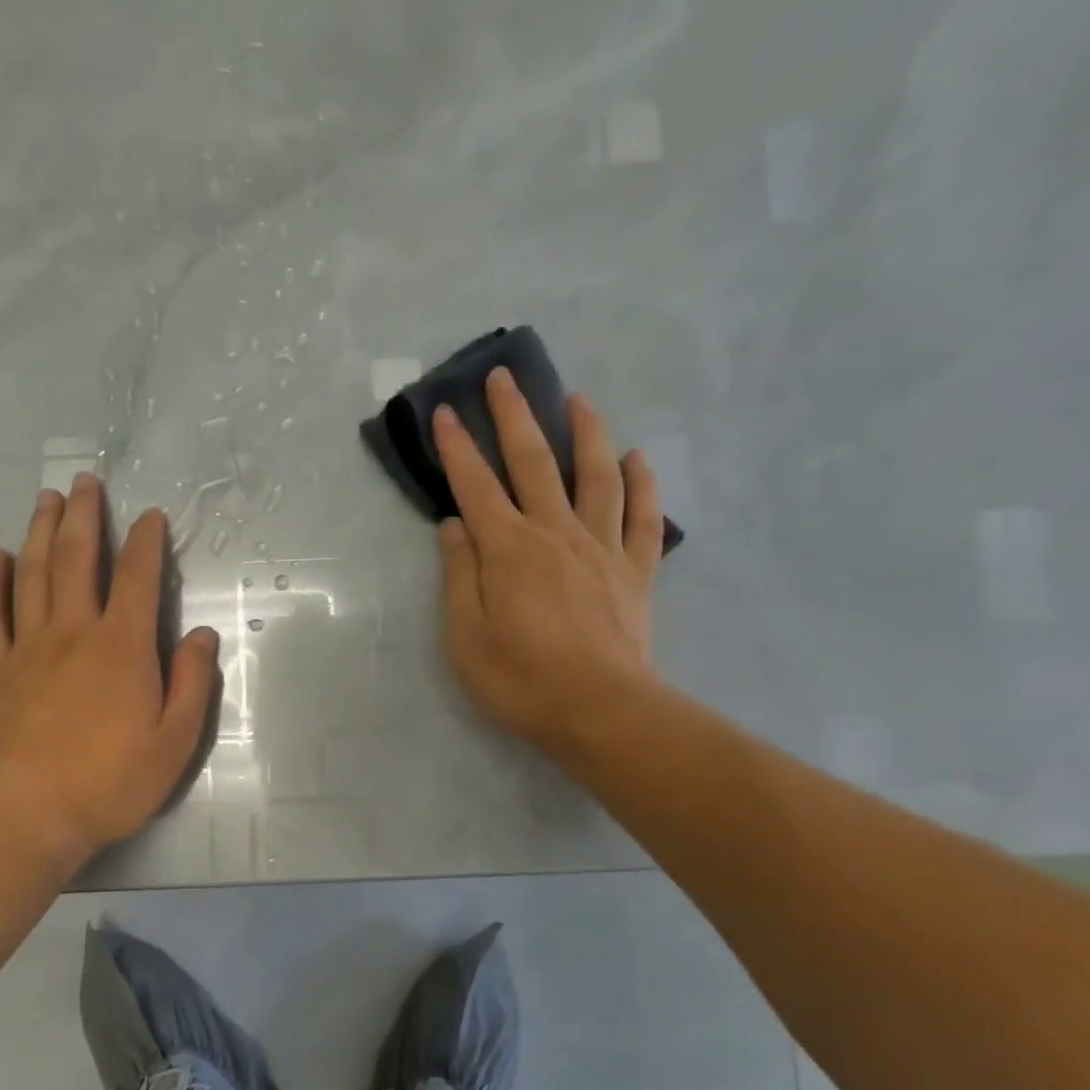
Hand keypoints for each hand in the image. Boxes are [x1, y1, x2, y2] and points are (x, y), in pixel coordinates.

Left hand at [0, 474, 220, 869]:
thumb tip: (202, 635)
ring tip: (48, 499)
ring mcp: (28, 648)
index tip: (151, 516)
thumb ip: (192, 683)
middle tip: (88, 481)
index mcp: (122, 646)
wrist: (28, 817)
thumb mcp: (175, 741)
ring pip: (34, 574)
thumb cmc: (111, 782)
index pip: (139, 578)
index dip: (147, 542)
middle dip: (86, 516)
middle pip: (79, 559)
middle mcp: (74, 632)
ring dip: (42, 531)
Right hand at [434, 367, 664, 764]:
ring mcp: (601, 548)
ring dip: (586, 433)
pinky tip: (639, 459)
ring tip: (579, 400)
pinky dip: (643, 484)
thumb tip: (455, 525)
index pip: (475, 486)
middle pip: (535, 462)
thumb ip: (460, 575)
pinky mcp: (636, 571)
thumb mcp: (466, 636)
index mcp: (508, 549)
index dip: (458, 447)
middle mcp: (555, 533)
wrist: (602, 712)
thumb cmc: (521, 680)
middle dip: (516, 416)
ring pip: (596, 475)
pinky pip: (642, 517)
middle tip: (505, 377)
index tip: (446, 411)